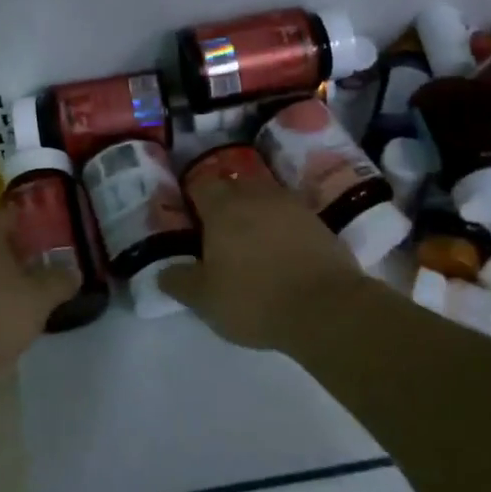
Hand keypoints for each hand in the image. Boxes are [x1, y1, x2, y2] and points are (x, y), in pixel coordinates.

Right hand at [160, 172, 366, 350]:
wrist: (327, 308)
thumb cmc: (255, 298)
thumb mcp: (205, 299)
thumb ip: (179, 281)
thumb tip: (163, 271)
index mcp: (223, 207)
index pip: (200, 184)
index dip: (192, 198)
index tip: (189, 219)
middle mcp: (255, 195)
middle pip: (232, 185)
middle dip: (223, 202)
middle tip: (217, 232)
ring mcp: (290, 204)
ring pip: (262, 198)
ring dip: (253, 213)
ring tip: (250, 242)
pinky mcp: (317, 221)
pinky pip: (288, 215)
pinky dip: (279, 226)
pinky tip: (279, 251)